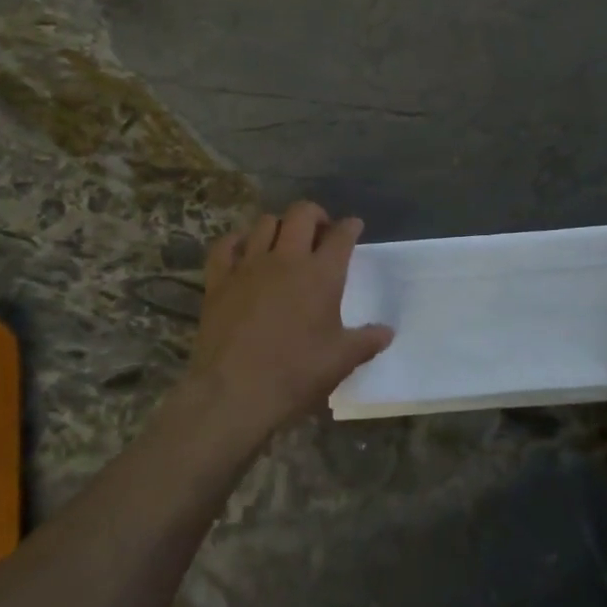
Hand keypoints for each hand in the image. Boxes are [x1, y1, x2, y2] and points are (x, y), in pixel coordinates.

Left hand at [182, 201, 392, 449]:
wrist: (233, 392)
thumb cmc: (295, 374)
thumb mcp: (341, 361)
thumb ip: (367, 341)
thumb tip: (388, 332)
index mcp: (321, 274)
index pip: (341, 235)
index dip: (350, 227)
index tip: (354, 227)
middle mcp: (286, 259)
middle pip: (302, 213)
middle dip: (315, 215)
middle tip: (320, 231)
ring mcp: (249, 265)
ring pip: (265, 223)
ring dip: (279, 226)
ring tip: (284, 242)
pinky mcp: (219, 279)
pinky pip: (225, 245)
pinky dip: (236, 241)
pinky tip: (243, 250)